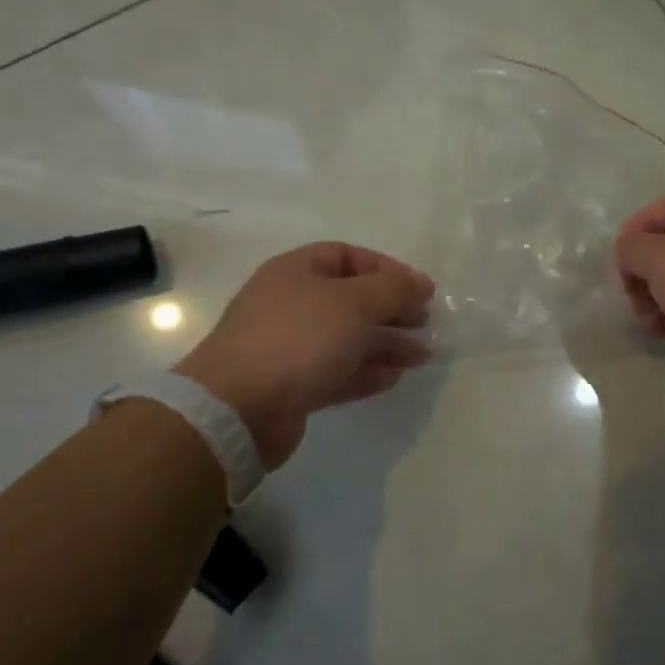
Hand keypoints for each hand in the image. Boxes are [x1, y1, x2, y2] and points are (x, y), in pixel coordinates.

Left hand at [174, 243, 434, 470]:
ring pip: (348, 339)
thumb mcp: (355, 302)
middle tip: (426, 323)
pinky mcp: (293, 386)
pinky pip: (338, 371)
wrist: (238, 408)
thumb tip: (421, 284)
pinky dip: (367, 371)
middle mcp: (292, 304)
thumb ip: (394, 289)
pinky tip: (396, 377)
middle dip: (392, 310)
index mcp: (297, 271)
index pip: (348, 256)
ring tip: (424, 355)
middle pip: (351, 300)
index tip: (420, 290)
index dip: (386, 268)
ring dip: (387, 344)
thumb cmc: (299, 339)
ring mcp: (290, 347)